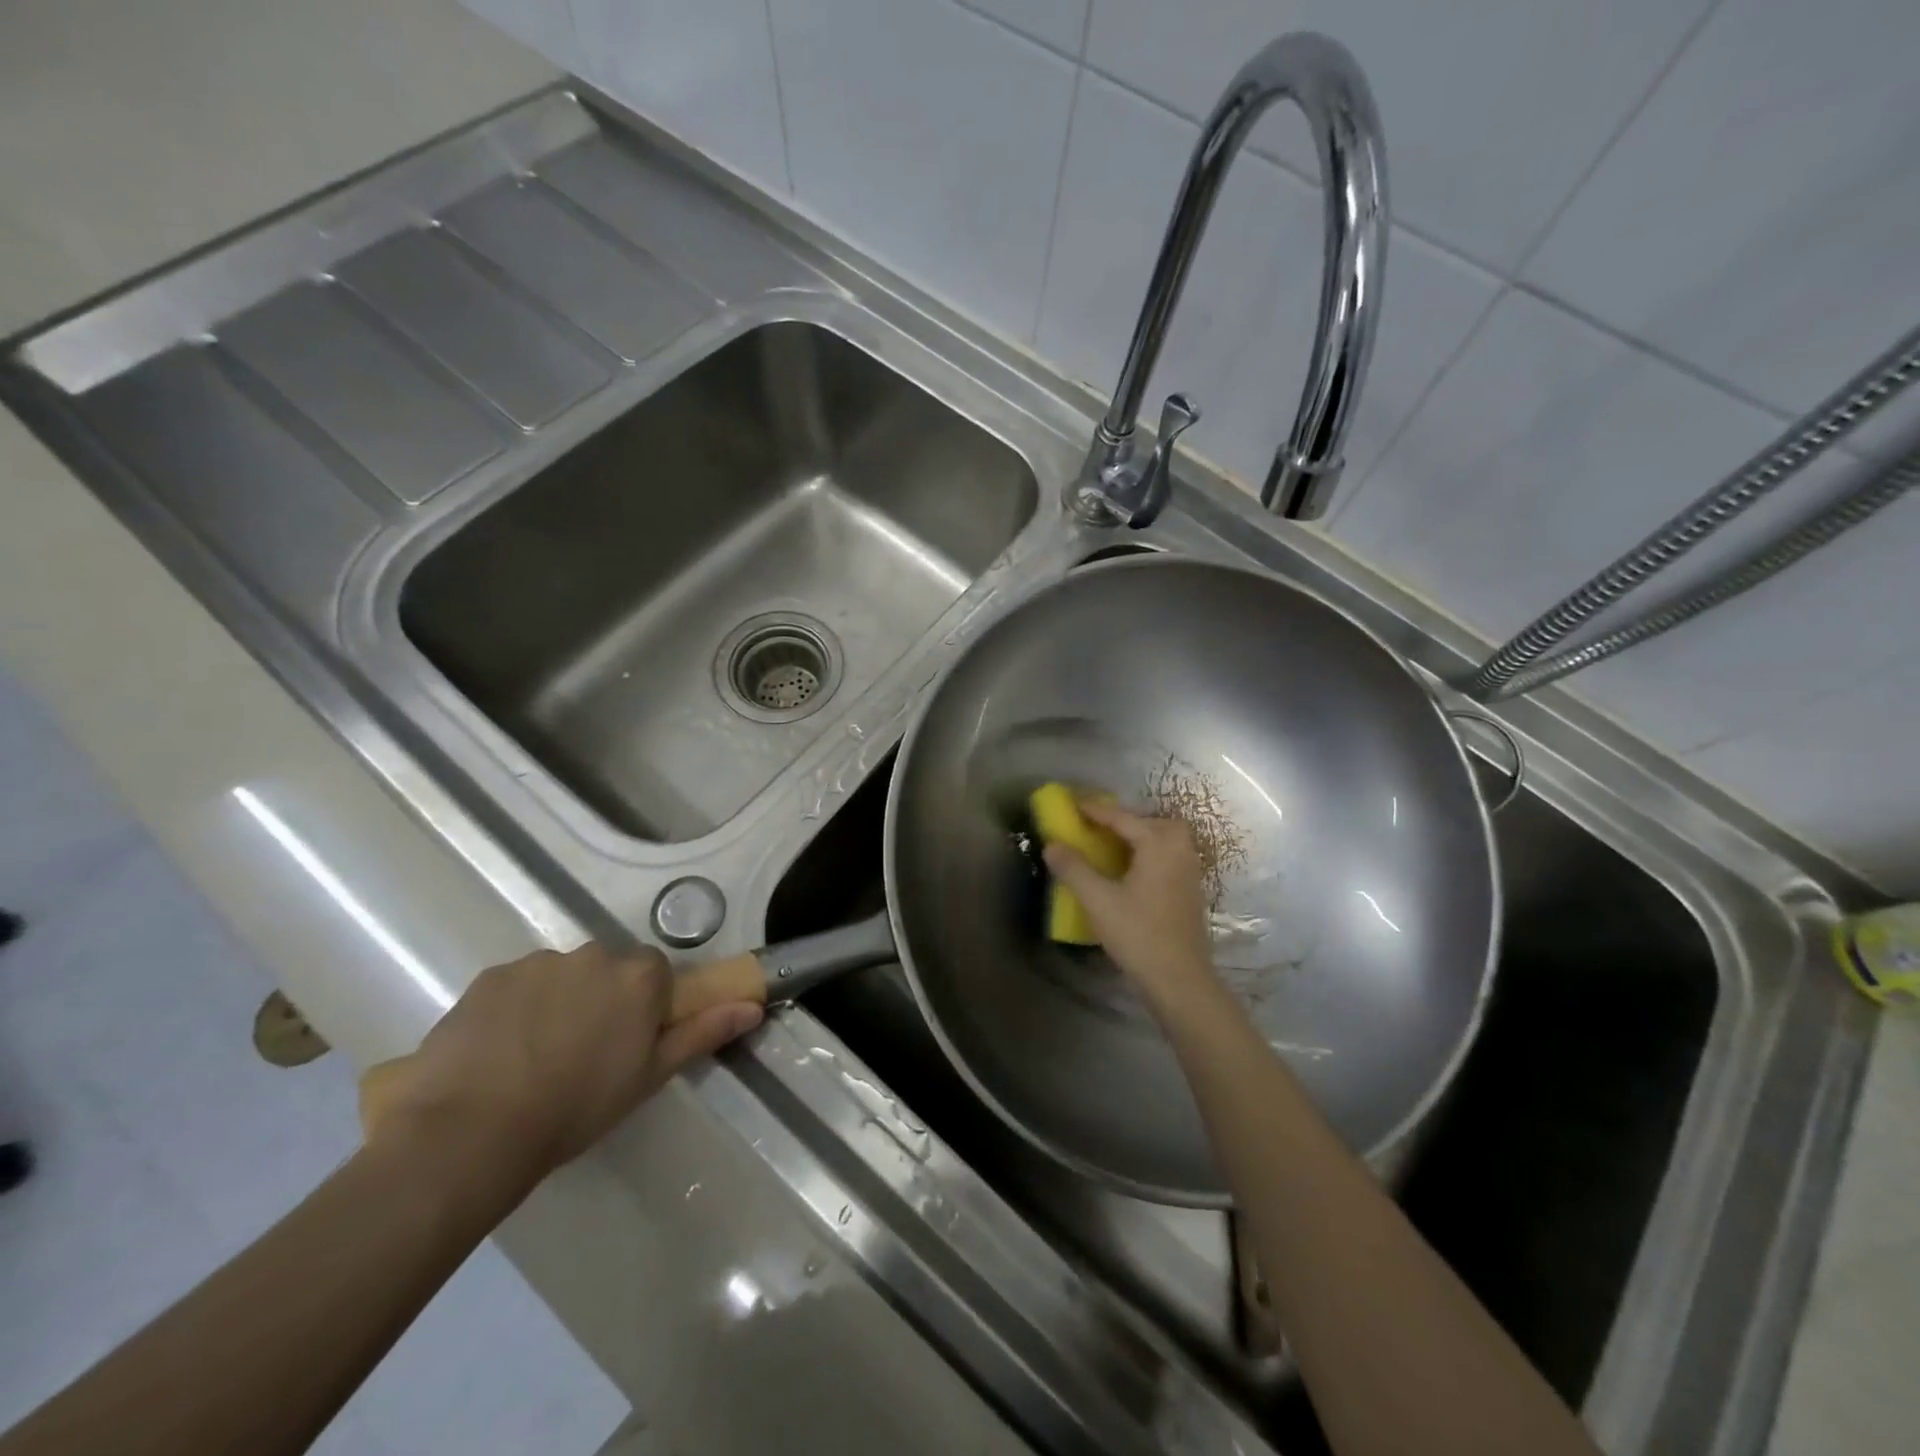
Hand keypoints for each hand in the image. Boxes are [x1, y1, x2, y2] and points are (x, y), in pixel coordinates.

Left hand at [364, 943, 761, 1187]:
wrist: (470, 1131)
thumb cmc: (576, 1108)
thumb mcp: (649, 1077)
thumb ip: (702, 1033)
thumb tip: (753, 1006)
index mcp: (639, 977)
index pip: (655, 974)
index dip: (644, 1007)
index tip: (627, 1043)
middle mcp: (594, 955)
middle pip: (609, 969)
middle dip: (602, 999)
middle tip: (582, 1052)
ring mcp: (538, 962)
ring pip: (562, 975)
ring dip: (558, 1001)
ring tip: (533, 1056)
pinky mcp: (490, 976)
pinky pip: (517, 984)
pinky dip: (515, 1008)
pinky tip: (498, 1051)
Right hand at [1042, 800, 1216, 1008]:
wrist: (1180, 979)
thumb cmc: (1138, 934)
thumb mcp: (1098, 900)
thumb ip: (1074, 869)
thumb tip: (1052, 845)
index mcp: (1158, 844)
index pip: (1122, 818)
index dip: (1095, 810)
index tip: (1073, 804)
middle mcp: (1179, 850)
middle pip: (1150, 822)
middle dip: (1124, 820)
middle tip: (1097, 826)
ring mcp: (1190, 870)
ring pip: (1164, 839)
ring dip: (1139, 836)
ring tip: (1112, 846)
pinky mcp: (1191, 890)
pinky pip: (1169, 856)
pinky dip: (1149, 853)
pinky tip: (1132, 871)